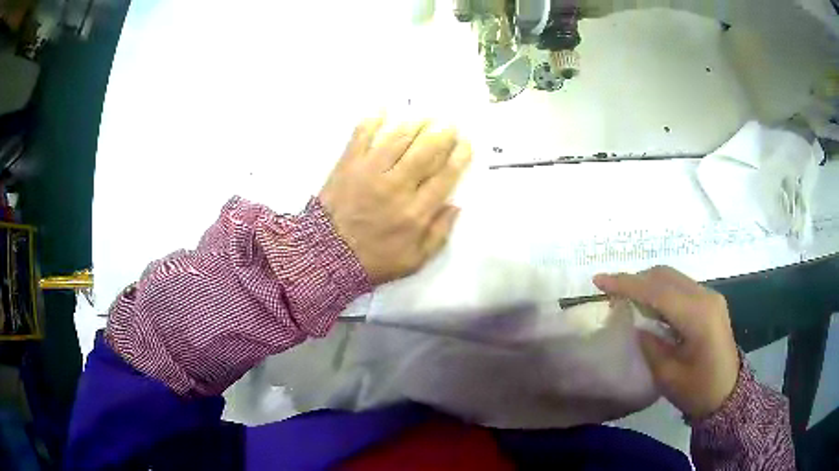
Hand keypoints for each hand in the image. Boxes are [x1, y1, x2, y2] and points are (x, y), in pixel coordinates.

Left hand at [319, 116, 471, 284]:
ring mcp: (370, 172)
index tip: (466, 144)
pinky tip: (383, 108)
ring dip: (416, 124)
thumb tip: (456, 205)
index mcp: (416, 212)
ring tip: (426, 117)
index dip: (459, 156)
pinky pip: (361, 135)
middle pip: (426, 151)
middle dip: (442, 133)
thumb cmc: (374, 260)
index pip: (445, 176)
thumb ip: (439, 234)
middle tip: (449, 124)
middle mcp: (396, 187)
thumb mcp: (415, 260)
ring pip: (399, 138)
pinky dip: (373, 119)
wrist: (327, 256)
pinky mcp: (348, 164)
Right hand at [593, 266, 739, 418]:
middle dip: (635, 280)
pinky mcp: (710, 301)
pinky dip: (661, 290)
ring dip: (648, 283)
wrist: (728, 394)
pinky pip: (680, 286)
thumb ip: (650, 344)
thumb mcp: (668, 375)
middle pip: (665, 276)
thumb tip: (635, 322)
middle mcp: (706, 297)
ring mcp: (710, 296)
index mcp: (698, 316)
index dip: (627, 284)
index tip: (599, 280)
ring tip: (627, 298)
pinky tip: (651, 306)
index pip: (657, 291)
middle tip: (611, 292)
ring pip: (672, 277)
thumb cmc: (698, 391)